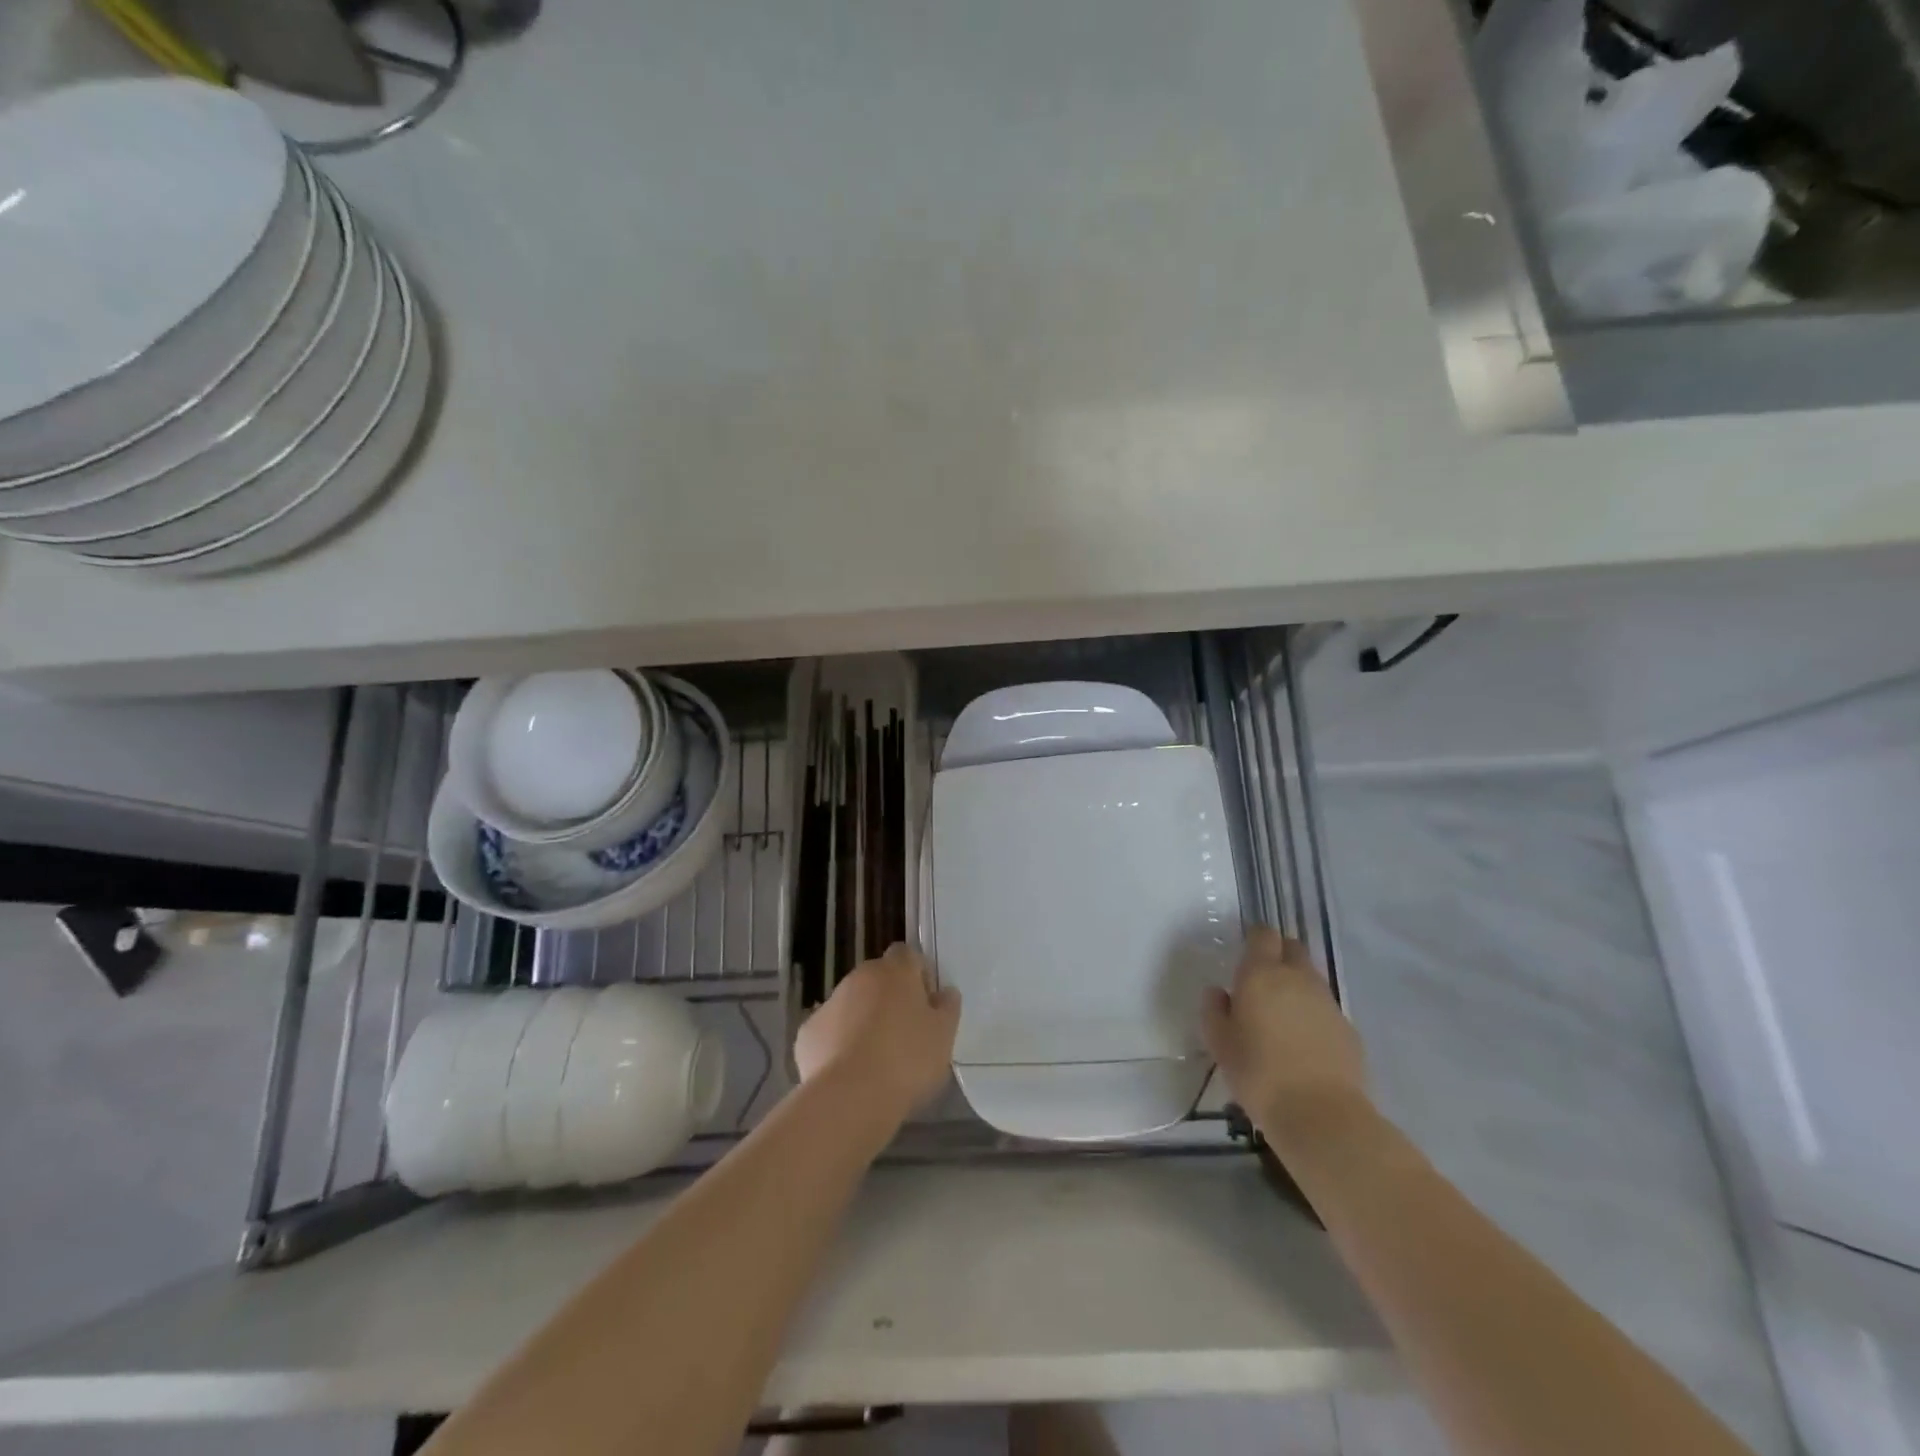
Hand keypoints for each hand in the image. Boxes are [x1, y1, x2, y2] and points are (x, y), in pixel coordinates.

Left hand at [796, 944, 960, 1120]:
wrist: (849, 1097)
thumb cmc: (907, 1060)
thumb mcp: (943, 1036)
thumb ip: (947, 1008)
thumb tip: (943, 993)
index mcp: (895, 971)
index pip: (907, 954)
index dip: (917, 974)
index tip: (926, 1004)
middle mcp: (859, 977)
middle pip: (877, 979)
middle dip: (889, 999)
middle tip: (904, 1035)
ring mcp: (829, 1003)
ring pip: (851, 1005)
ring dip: (862, 1021)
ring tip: (876, 1060)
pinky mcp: (807, 1033)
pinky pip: (829, 1031)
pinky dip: (838, 1044)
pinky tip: (849, 1073)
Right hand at [1202, 926, 1368, 1139]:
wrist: (1321, 1115)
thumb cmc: (1259, 1073)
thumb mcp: (1219, 1043)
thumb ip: (1214, 1010)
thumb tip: (1219, 992)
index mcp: (1261, 974)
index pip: (1263, 935)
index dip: (1255, 939)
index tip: (1245, 953)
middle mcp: (1297, 978)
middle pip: (1292, 948)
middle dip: (1279, 954)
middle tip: (1262, 979)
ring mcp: (1327, 1002)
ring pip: (1311, 978)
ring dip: (1296, 985)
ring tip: (1281, 1015)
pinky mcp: (1348, 1028)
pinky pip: (1325, 1008)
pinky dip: (1313, 1014)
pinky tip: (1303, 1042)